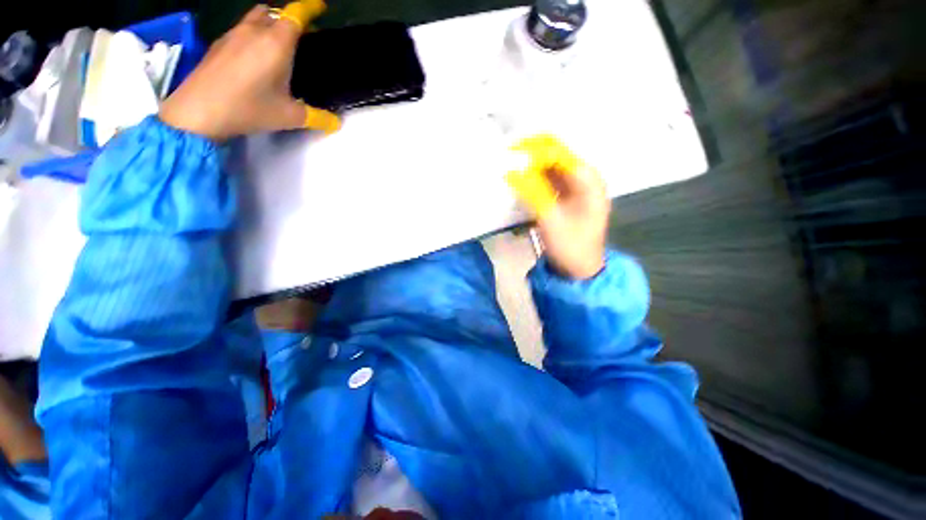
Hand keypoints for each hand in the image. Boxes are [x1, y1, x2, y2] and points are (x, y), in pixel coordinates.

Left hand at [159, 3, 338, 140]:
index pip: (295, 15)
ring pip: (255, 18)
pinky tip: (254, 56)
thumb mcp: (289, 117)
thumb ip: (317, 117)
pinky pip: (241, 29)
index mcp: (276, 44)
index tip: (320, 8)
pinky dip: (253, 35)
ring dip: (269, 23)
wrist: (199, 111)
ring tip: (277, 44)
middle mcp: (254, 31)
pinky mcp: (219, 44)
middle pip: (274, 12)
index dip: (309, 8)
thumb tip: (335, 123)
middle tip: (300, 35)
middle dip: (289, 19)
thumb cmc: (249, 109)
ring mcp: (233, 35)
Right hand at [508, 135, 608, 279]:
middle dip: (532, 155)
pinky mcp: (566, 197)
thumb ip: (532, 193)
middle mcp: (585, 179)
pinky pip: (549, 180)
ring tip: (510, 165)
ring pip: (551, 167)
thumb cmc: (570, 248)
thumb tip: (512, 172)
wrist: (579, 271)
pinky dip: (534, 179)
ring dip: (531, 166)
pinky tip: (520, 180)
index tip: (511, 154)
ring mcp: (576, 188)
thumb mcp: (550, 220)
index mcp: (589, 182)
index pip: (560, 154)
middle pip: (557, 156)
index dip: (535, 151)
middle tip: (508, 156)